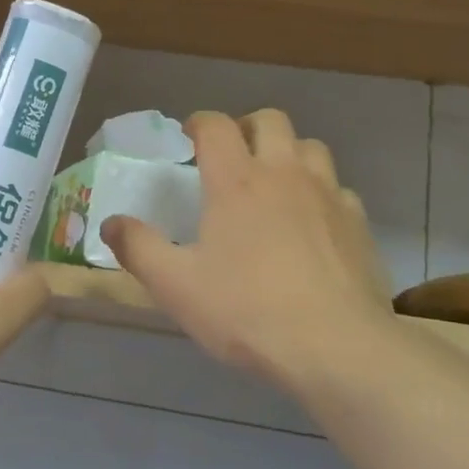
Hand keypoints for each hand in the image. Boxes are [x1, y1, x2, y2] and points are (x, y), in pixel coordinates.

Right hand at [100, 110, 394, 396]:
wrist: (336, 348)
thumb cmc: (246, 311)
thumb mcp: (175, 286)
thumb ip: (138, 248)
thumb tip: (110, 224)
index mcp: (236, 181)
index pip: (216, 126)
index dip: (199, 123)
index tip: (188, 137)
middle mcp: (284, 174)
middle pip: (270, 120)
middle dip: (246, 127)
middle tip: (231, 155)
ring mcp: (328, 196)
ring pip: (311, 147)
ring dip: (288, 153)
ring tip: (272, 182)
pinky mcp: (358, 224)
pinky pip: (338, 189)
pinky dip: (320, 192)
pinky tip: (311, 223)